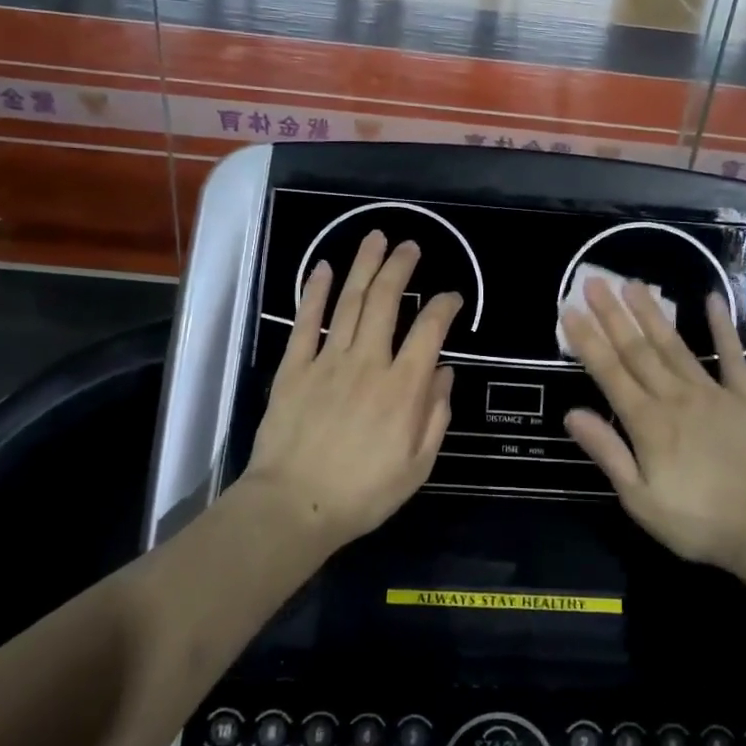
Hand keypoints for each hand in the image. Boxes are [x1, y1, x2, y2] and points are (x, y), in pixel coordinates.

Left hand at [242, 231, 459, 546]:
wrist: (294, 506)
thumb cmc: (364, 492)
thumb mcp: (418, 464)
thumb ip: (435, 415)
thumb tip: (444, 372)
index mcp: (403, 387)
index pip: (430, 331)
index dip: (444, 306)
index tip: (451, 296)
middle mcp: (368, 362)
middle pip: (386, 301)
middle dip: (400, 268)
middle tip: (409, 246)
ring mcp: (327, 361)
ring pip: (350, 302)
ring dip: (364, 266)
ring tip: (375, 238)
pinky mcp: (294, 368)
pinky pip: (307, 322)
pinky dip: (315, 293)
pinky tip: (324, 268)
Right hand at [561, 277, 745, 570]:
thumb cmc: (698, 521)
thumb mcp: (640, 499)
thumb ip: (608, 452)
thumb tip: (572, 414)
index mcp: (647, 422)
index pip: (609, 372)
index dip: (587, 340)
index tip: (569, 310)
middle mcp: (675, 397)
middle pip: (637, 349)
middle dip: (612, 314)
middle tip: (594, 281)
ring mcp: (712, 393)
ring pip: (674, 345)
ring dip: (652, 313)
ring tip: (634, 283)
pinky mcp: (745, 397)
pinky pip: (732, 356)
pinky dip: (723, 327)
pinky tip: (713, 300)